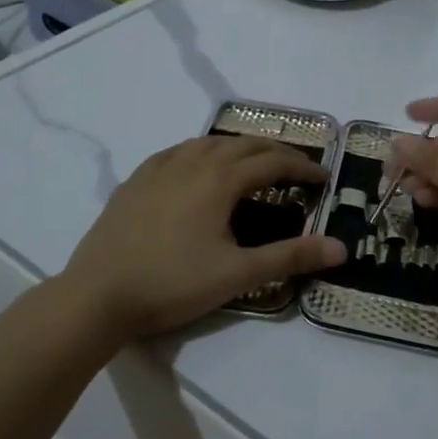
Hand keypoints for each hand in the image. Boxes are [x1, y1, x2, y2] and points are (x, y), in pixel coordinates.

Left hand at [66, 136, 345, 339]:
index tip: (323, 178)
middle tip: (296, 169)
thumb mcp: (237, 275)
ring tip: (254, 162)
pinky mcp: (136, 180)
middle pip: (243, 145)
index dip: (302, 168)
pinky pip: (178, 151)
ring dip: (239, 148)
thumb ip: (290, 257)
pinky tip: (198, 165)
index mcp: (219, 179)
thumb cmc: (171, 284)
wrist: (96, 295)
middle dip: (275, 152)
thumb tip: (340, 248)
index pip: (272, 162)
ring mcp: (160, 168)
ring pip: (209, 143)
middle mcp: (192, 162)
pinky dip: (203, 152)